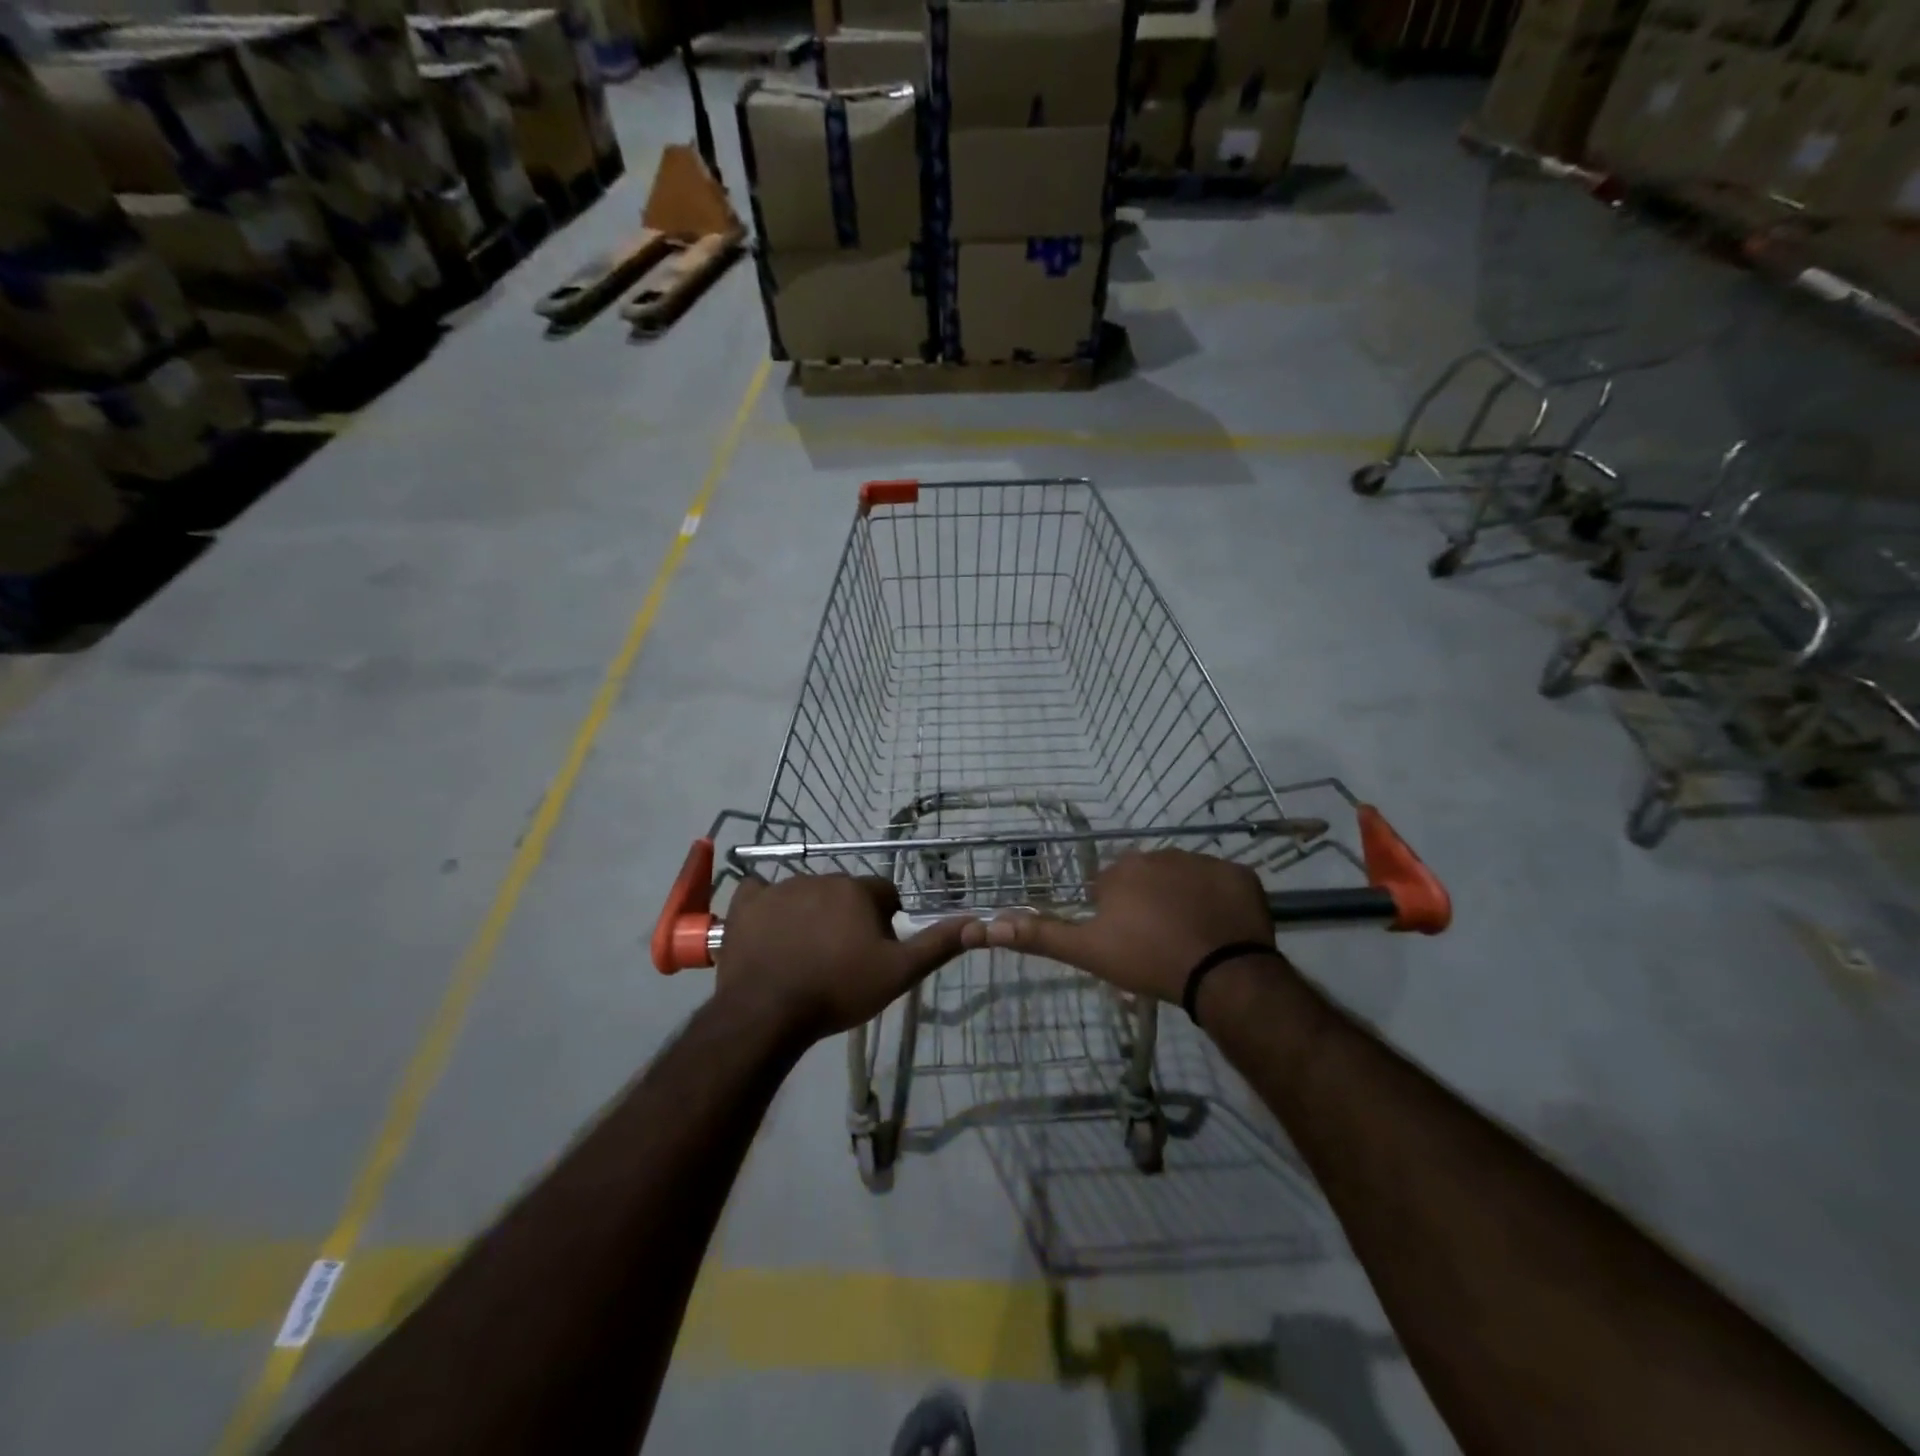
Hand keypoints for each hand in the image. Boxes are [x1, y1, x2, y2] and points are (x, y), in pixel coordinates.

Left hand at [716, 874, 968, 1042]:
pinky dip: (767, 907)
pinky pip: (760, 893)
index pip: (885, 894)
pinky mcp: (746, 903)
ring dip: (810, 913)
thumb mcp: (898, 973)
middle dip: (848, 917)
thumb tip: (976, 921)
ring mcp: (780, 887)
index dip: (885, 921)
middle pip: (845, 893)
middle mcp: (821, 877)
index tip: (875, 950)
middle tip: (841, 958)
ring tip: (804, 955)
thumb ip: (937, 945)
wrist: (768, 1012)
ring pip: (806, 893)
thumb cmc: (838, 990)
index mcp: (858, 890)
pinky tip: (768, 932)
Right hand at [960, 850, 1273, 1002]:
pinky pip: (1222, 885)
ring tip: (1191, 938)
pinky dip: (1219, 902)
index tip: (1127, 942)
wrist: (1222, 974)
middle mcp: (1159, 854)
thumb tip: (988, 925)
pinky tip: (1219, 929)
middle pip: (1147, 879)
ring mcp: (1203, 861)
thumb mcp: (1088, 952)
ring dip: (1183, 900)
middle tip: (1159, 942)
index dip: (1116, 916)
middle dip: (1149, 904)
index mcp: (1121, 870)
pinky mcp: (1239, 874)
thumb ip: (1040, 936)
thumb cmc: (1148, 960)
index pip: (1109, 887)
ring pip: (1184, 879)